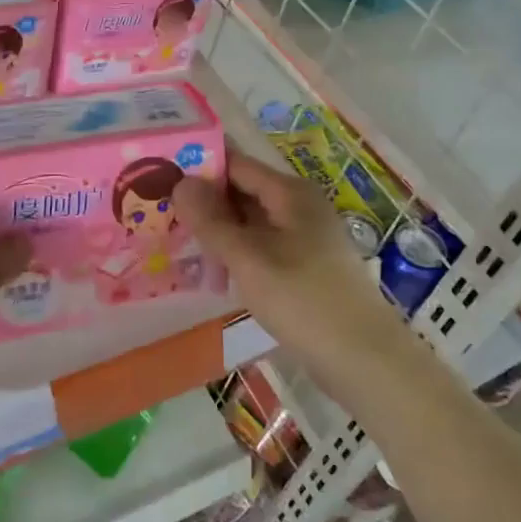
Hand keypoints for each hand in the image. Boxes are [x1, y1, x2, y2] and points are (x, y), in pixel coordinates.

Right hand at [174, 147, 413, 389]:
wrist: (363, 358)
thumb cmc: (303, 300)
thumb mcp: (248, 258)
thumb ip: (211, 220)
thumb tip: (180, 181)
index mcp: (290, 192)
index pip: (236, 164)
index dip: (199, 166)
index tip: (159, 174)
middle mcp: (299, 206)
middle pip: (243, 191)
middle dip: (204, 200)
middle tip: (157, 209)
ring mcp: (304, 236)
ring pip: (251, 221)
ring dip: (218, 229)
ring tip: (174, 238)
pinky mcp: (305, 265)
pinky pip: (262, 246)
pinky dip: (236, 251)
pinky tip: (211, 268)